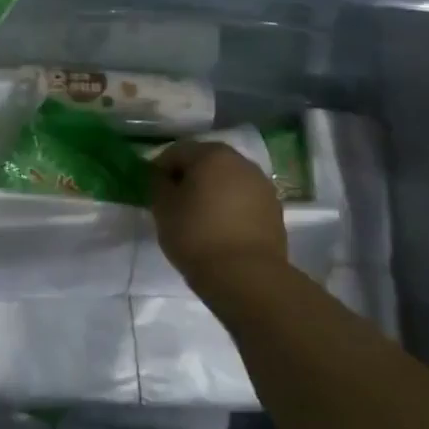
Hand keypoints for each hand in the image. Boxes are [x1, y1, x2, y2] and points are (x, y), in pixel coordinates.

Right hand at [150, 140, 288, 296]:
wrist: (246, 276)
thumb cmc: (196, 235)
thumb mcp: (163, 208)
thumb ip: (158, 184)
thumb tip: (162, 177)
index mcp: (212, 154)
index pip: (177, 152)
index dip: (160, 169)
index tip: (154, 191)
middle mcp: (241, 162)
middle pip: (206, 162)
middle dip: (189, 178)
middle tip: (175, 203)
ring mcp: (262, 185)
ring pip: (227, 181)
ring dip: (212, 192)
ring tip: (199, 218)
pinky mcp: (274, 210)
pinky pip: (244, 200)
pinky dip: (230, 207)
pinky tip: (221, 230)